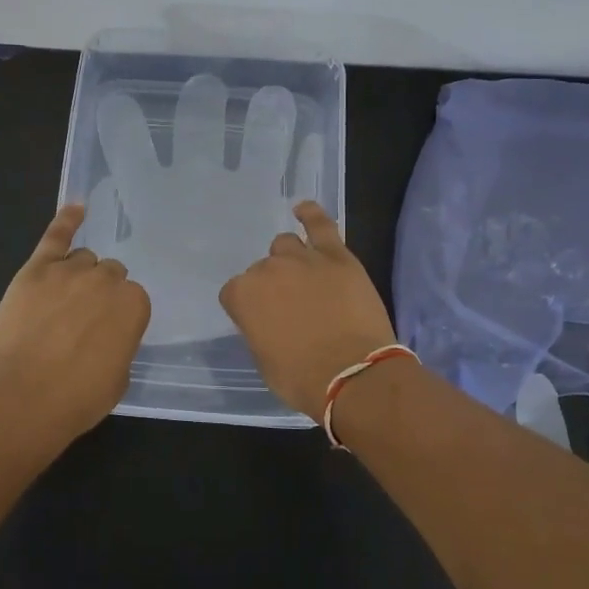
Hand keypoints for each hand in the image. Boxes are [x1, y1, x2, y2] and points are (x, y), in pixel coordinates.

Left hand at [0, 202, 151, 440]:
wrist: (22, 398)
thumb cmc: (76, 399)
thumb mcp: (118, 378)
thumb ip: (121, 344)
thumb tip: (109, 334)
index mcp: (134, 305)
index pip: (132, 299)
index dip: (117, 317)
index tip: (106, 334)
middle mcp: (106, 280)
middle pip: (109, 274)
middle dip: (100, 294)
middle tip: (84, 321)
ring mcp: (70, 270)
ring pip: (84, 259)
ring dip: (79, 275)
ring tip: (63, 302)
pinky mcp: (36, 268)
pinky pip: (56, 235)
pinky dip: (67, 219)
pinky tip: (77, 207)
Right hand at [218, 201, 397, 421]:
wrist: (353, 375)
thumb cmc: (301, 379)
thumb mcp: (264, 359)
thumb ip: (258, 328)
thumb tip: (268, 319)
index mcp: (243, 296)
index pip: (235, 293)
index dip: (249, 308)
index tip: (263, 322)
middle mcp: (267, 270)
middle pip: (263, 270)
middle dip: (273, 286)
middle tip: (291, 309)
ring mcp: (302, 259)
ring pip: (286, 246)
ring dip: (291, 260)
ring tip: (305, 279)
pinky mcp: (336, 255)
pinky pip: (320, 224)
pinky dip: (311, 214)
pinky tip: (304, 209)